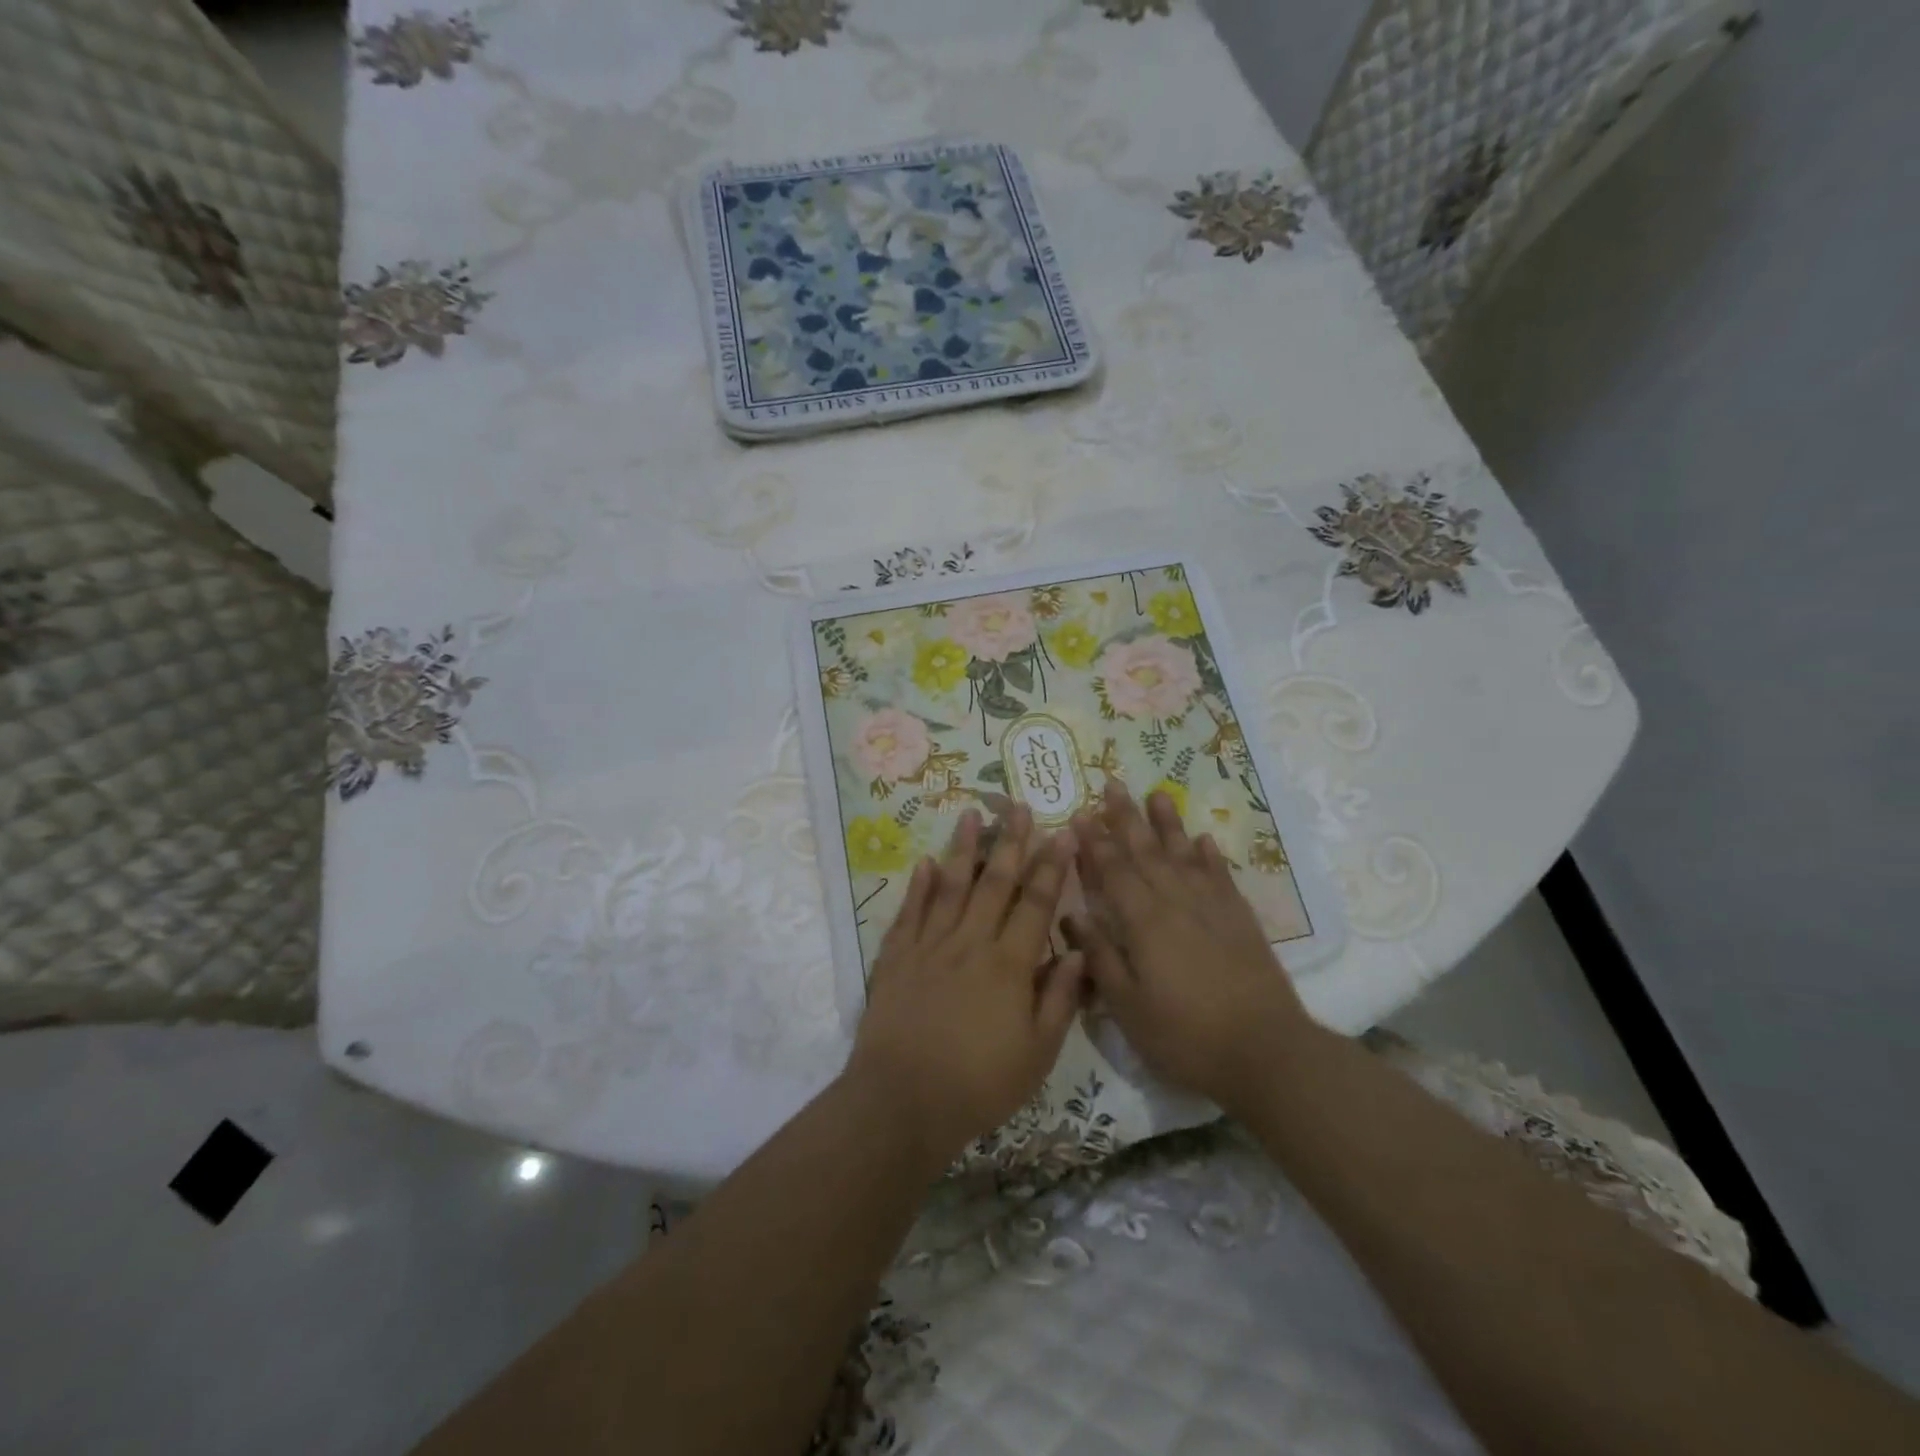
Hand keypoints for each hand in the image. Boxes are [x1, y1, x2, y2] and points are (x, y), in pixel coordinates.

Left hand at [845, 805, 1085, 1170]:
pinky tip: (924, 861)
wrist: (902, 1101)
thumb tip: (1077, 951)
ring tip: (971, 814)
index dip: (1052, 867)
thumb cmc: (978, 1084)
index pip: (1036, 904)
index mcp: (1009, 965)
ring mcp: (929, 946)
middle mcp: (970, 943)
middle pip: (994, 883)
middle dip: (1010, 842)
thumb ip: (1060, 999)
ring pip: (949, 886)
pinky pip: (910, 912)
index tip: (1063, 834)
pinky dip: (918, 885)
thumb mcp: (1037, 1054)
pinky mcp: (896, 957)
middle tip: (1019, 806)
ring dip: (963, 849)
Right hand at [1068, 781, 1315, 1113]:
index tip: (1079, 814)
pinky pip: (1220, 876)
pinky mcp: (1241, 919)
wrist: (1266, 1052)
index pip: (1113, 871)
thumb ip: (1100, 956)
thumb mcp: (1128, 1007)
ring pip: (1184, 854)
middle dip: (1126, 818)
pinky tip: (1203, 840)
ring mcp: (1212, 907)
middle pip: (1146, 851)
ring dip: (1168, 824)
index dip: (1094, 842)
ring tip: (1158, 793)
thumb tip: (1072, 914)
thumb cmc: (1185, 1035)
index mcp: (1144, 922)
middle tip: (1112, 784)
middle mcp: (1176, 902)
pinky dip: (1209, 856)